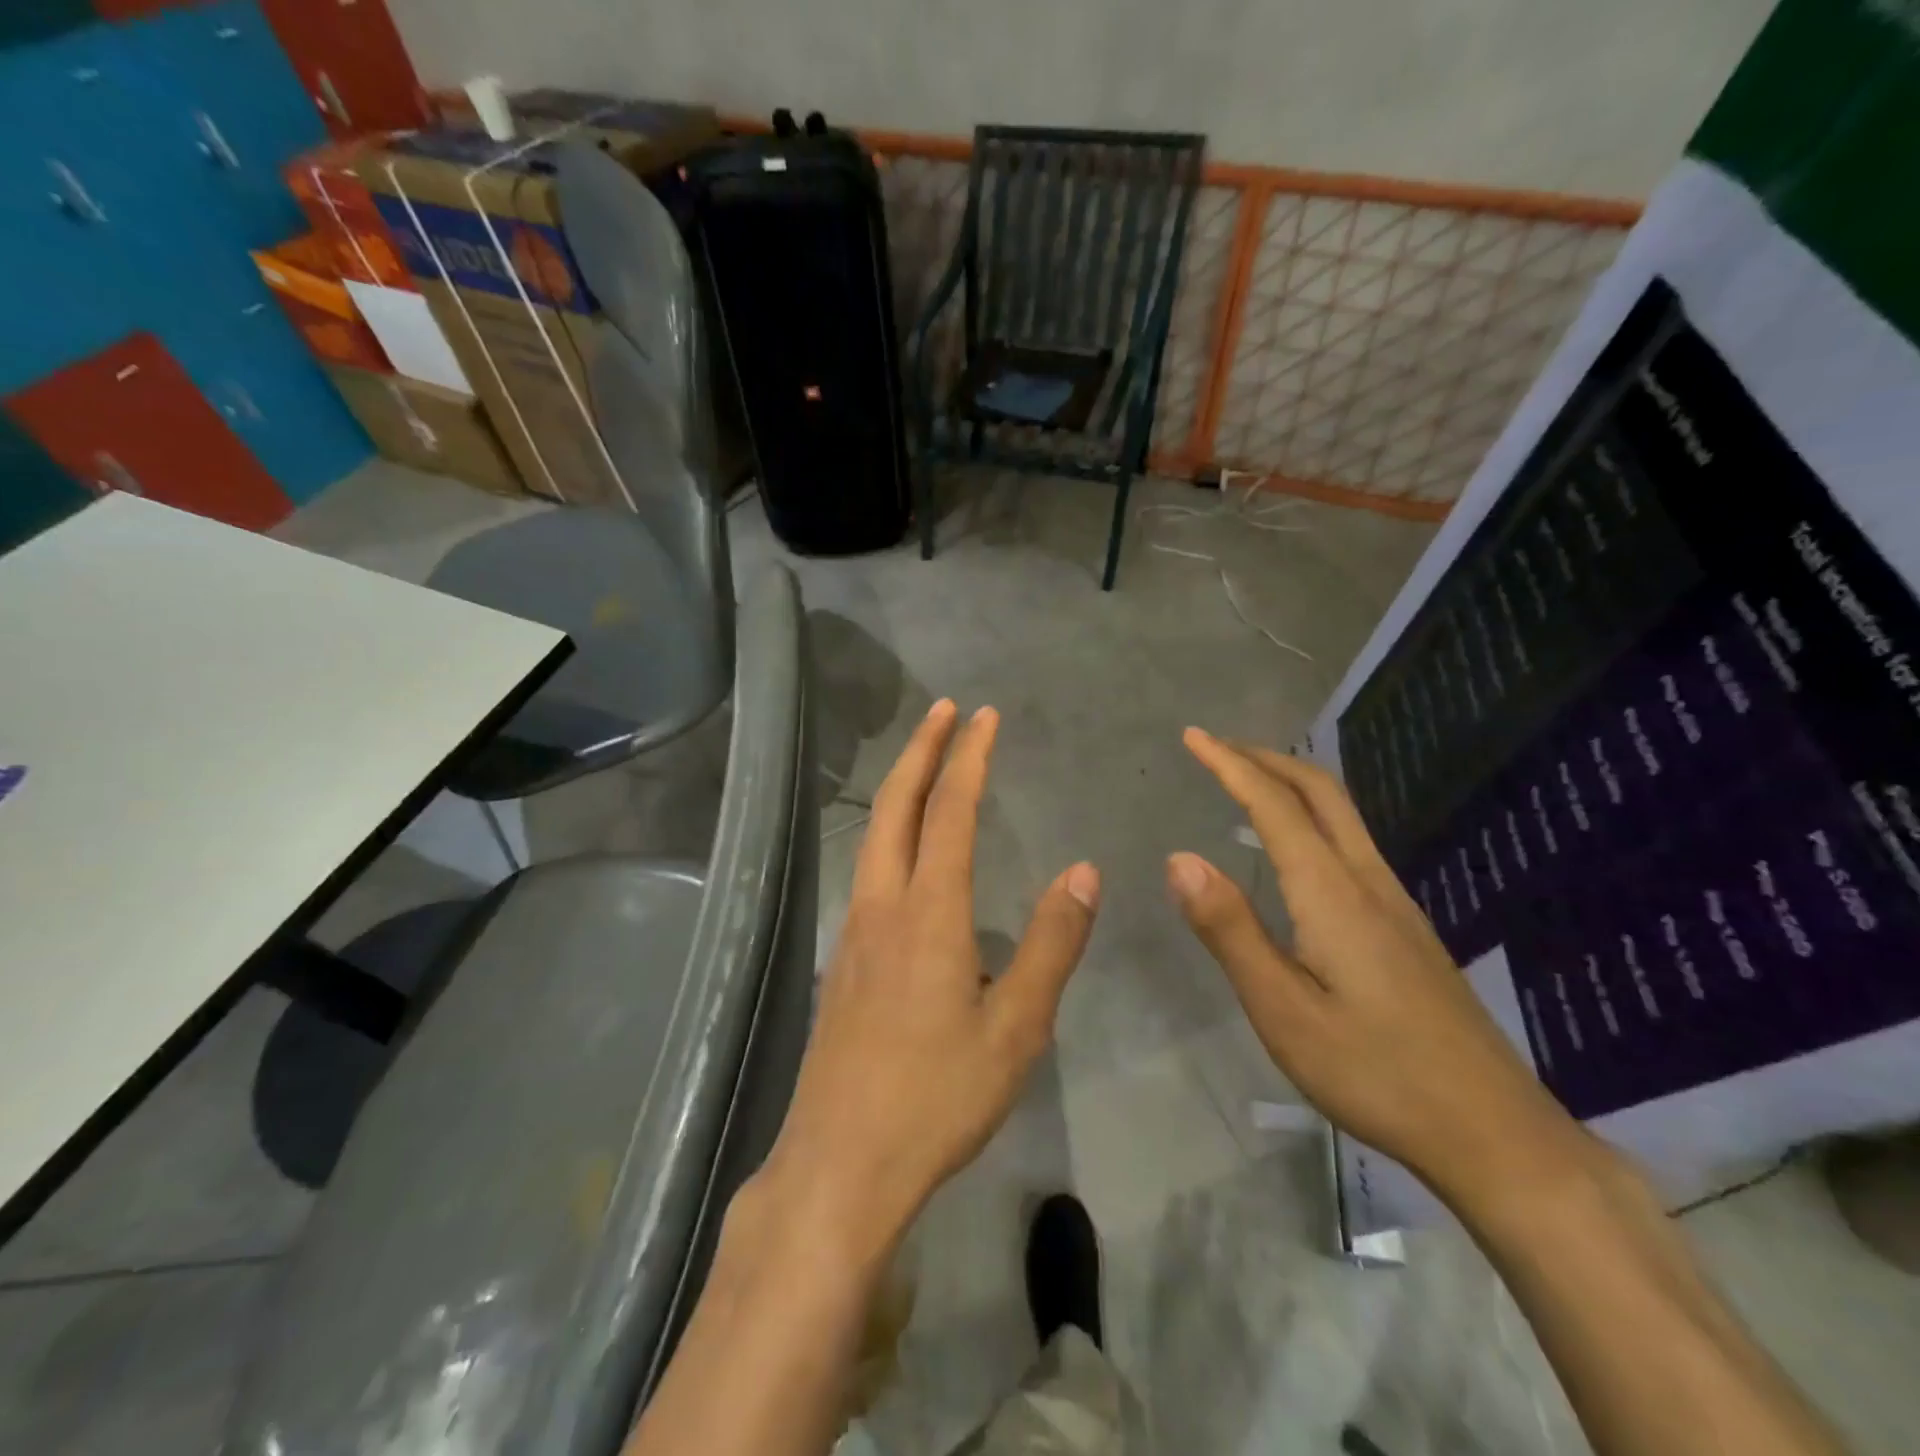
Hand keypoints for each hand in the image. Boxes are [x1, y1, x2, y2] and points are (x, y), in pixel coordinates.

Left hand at [758, 699, 1100, 1262]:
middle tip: (945, 710)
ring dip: (901, 788)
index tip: (984, 716)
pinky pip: (868, 871)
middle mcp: (882, 906)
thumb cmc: (938, 1096)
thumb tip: (1083, 871)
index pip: (950, 812)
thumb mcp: (1017, 1029)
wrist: (841, 1162)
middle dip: (922, 749)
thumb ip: (1052, 945)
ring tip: (926, 762)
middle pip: (896, 806)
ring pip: (875, 836)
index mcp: (929, 914)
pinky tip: (905, 855)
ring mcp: (853, 931)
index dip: (969, 758)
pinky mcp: (841, 959)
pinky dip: (889, 833)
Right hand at [1168, 728, 1581, 1201]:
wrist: (1495, 1132)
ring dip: (1291, 784)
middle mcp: (1368, 881)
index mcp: (1332, 893)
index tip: (1193, 736)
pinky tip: (1295, 849)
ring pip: (1342, 815)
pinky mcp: (1406, 928)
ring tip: (1247, 784)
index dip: (1230, 765)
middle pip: (1321, 792)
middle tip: (1216, 748)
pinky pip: (1351, 843)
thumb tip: (1179, 857)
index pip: (1274, 805)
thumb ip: (1230, 929)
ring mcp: (1395, 903)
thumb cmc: (1374, 1072)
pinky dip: (1311, 817)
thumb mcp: (1282, 1010)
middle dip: (1266, 758)